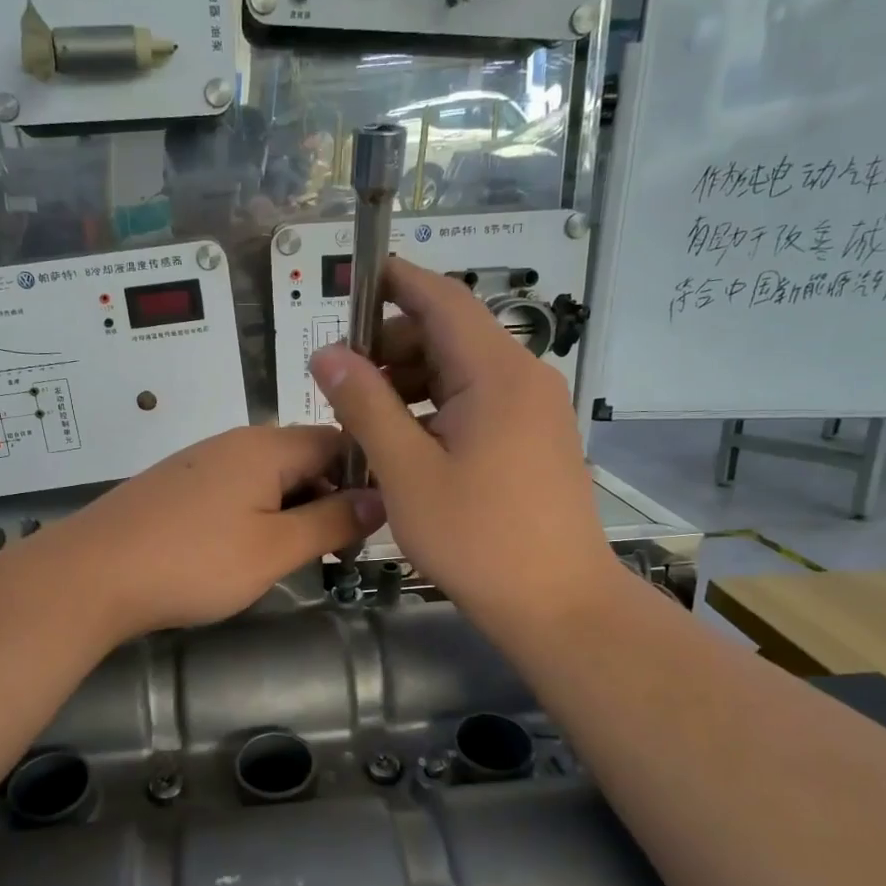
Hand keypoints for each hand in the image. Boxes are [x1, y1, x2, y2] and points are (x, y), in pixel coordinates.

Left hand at [47, 425, 382, 638]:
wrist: (90, 575)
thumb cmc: (193, 562)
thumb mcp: (274, 549)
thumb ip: (331, 522)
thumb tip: (380, 499)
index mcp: (267, 446)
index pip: (337, 441)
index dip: (364, 477)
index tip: (373, 523)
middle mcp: (234, 442)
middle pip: (302, 457)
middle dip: (327, 498)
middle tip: (337, 550)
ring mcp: (199, 462)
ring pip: (266, 477)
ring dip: (290, 510)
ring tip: (294, 555)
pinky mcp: (175, 486)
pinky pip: (233, 490)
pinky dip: (253, 515)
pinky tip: (243, 551)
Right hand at [311, 257, 617, 638]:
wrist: (558, 604)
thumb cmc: (477, 538)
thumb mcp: (406, 471)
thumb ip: (364, 405)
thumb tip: (328, 354)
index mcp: (496, 373)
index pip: (443, 299)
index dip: (396, 282)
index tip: (353, 280)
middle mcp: (524, 378)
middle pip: (451, 336)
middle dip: (392, 346)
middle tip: (342, 382)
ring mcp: (535, 411)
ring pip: (463, 373)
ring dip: (411, 382)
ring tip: (365, 419)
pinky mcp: (536, 440)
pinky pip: (478, 404)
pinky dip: (437, 409)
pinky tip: (405, 444)